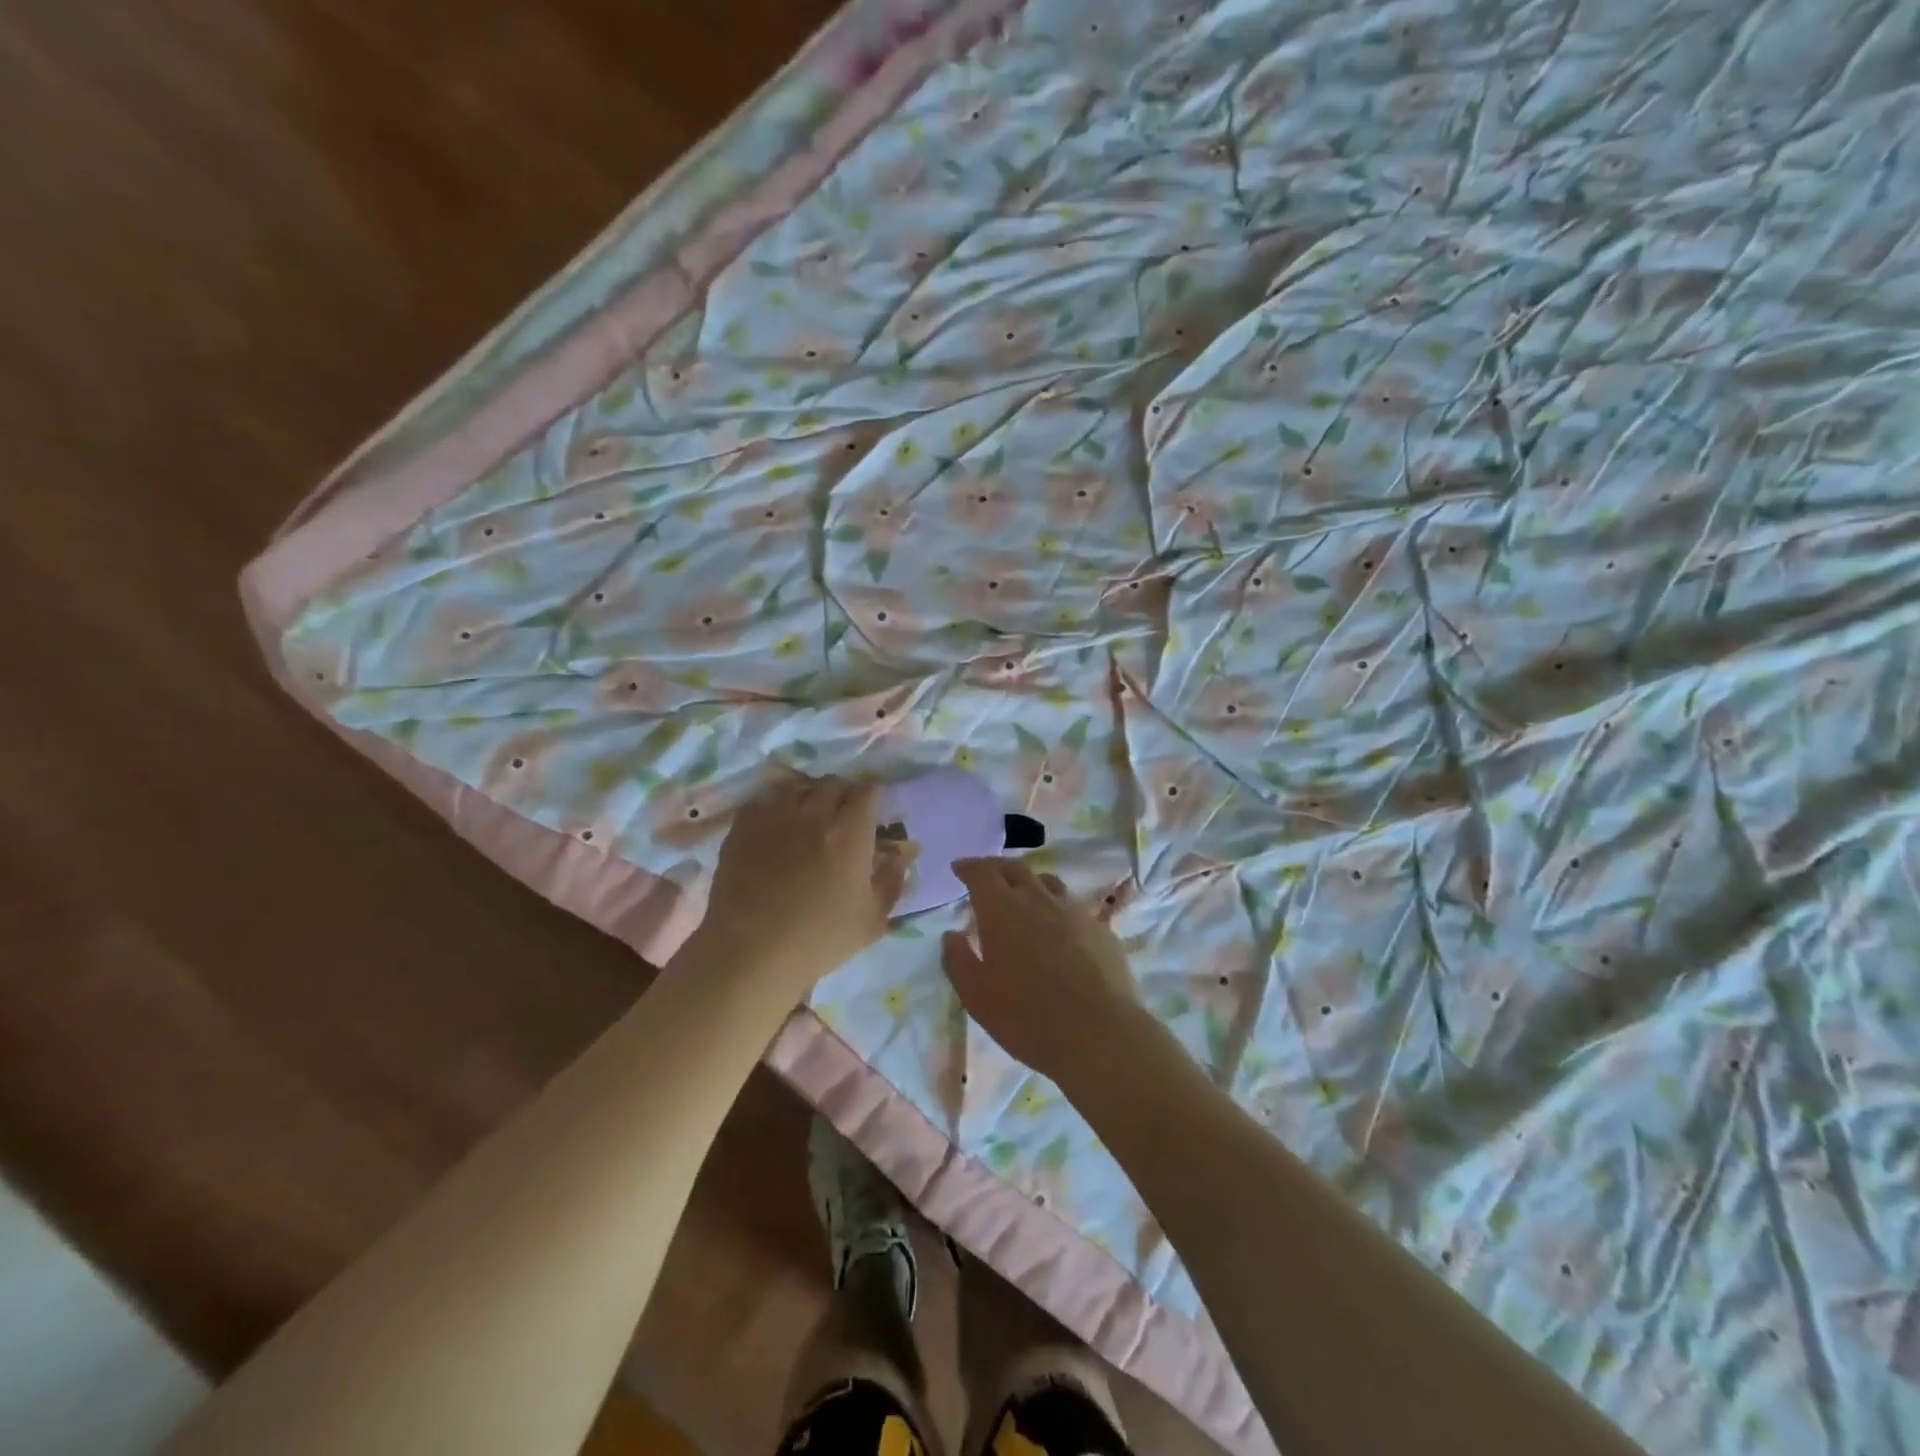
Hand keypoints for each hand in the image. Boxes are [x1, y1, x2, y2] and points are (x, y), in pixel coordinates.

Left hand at [698, 774, 912, 995]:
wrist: (750, 952)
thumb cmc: (818, 940)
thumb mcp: (871, 920)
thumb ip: (892, 881)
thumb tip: (904, 853)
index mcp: (850, 834)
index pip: (867, 792)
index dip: (872, 797)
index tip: (872, 811)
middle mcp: (814, 814)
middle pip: (833, 783)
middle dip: (843, 793)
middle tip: (842, 815)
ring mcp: (775, 816)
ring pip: (799, 787)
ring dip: (810, 795)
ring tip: (808, 815)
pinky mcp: (744, 826)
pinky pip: (765, 799)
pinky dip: (777, 804)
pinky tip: (778, 824)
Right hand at [941, 858, 1144, 1082]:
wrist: (1099, 1034)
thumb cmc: (1027, 1017)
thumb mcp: (975, 996)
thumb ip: (958, 959)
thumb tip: (952, 934)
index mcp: (1002, 910)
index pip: (982, 873)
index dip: (969, 867)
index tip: (959, 868)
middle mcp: (1038, 899)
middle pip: (1015, 869)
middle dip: (996, 869)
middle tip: (986, 878)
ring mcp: (1073, 911)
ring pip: (1047, 883)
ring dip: (1029, 883)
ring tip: (1022, 897)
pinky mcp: (1100, 929)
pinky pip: (1072, 907)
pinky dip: (1056, 908)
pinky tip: (1058, 929)